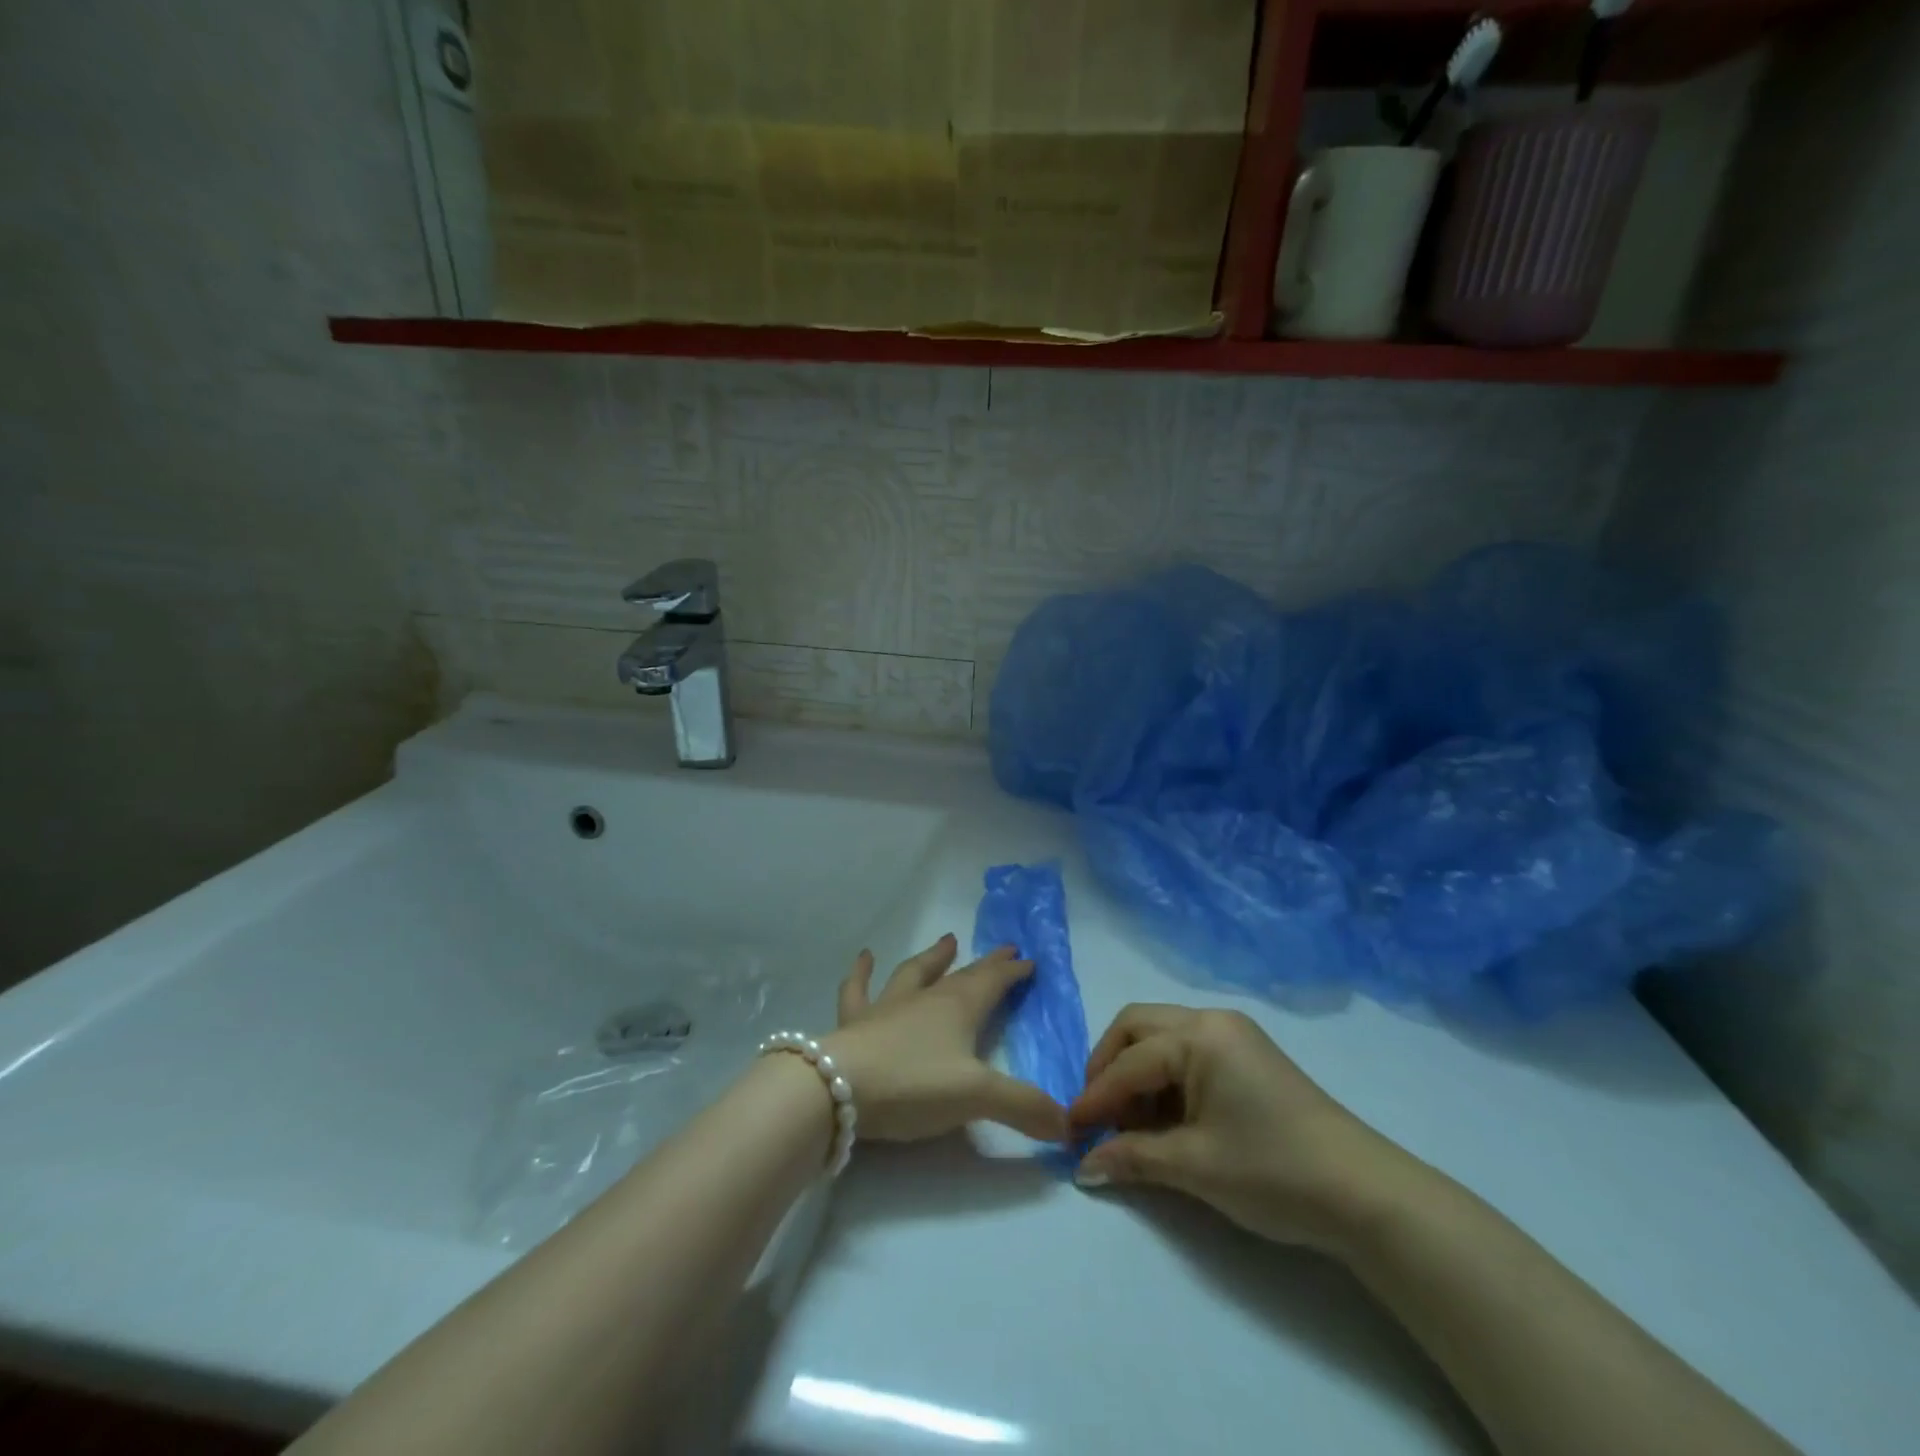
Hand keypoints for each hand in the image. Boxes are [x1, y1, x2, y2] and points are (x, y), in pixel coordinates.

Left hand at [819, 934, 1068, 1143]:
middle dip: (987, 964)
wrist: (839, 1088)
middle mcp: (926, 999)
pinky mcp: (855, 1022)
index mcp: (958, 1009)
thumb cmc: (913, 1084)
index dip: (1012, 972)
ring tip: (947, 940)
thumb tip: (1069, 1125)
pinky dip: (862, 972)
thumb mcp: (977, 1098)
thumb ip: (1024, 1108)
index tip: (1029, 961)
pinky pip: (858, 990)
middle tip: (1005, 948)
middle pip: (962, 976)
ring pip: (915, 973)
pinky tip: (864, 956)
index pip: (993, 983)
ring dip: (933, 958)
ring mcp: (888, 1007)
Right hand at [1068, 1004, 1417, 1252]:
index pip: (1128, 1062)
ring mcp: (1234, 1035)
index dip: (1095, 1099)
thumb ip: (1132, 1158)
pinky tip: (1166, 1121)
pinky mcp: (1248, 1056)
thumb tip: (1082, 1168)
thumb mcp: (1194, 1166)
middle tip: (1097, 1116)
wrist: (1365, 1194)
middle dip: (1109, 1068)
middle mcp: (1212, 1020)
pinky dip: (1166, 1080)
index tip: (1068, 1132)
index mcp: (1198, 1035)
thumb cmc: (1272, 1170)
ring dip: (1137, 1075)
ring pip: (1161, 1038)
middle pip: (1138, 1028)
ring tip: (1133, 1128)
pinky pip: (1188, 1053)